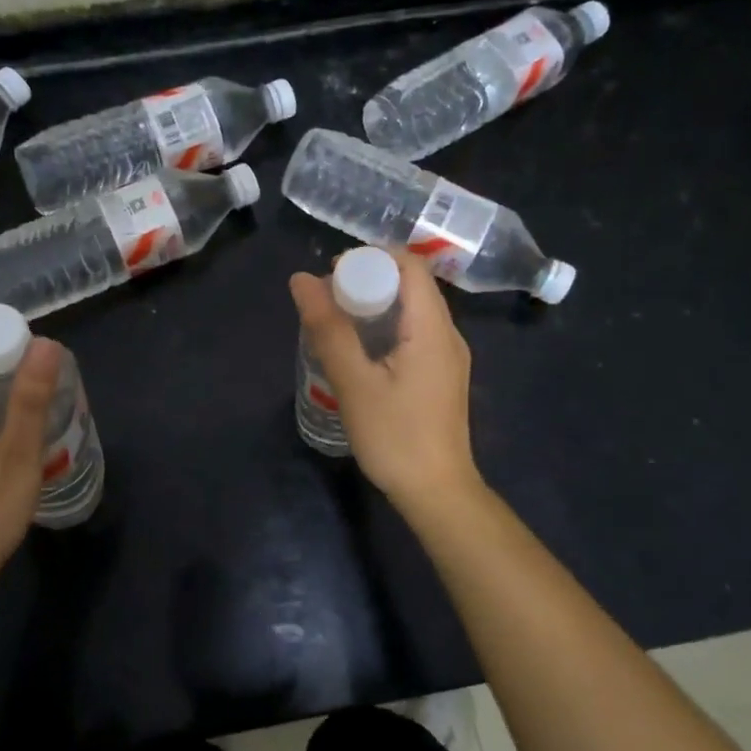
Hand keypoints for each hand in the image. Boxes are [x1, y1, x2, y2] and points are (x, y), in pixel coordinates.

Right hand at [289, 252, 479, 509]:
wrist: (437, 493)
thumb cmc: (395, 437)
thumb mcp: (354, 382)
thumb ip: (328, 328)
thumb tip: (302, 280)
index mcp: (432, 328)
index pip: (411, 265)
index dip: (372, 257)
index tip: (333, 273)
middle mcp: (448, 334)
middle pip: (413, 285)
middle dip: (369, 279)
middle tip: (327, 298)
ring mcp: (449, 356)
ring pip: (413, 310)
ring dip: (376, 304)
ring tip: (337, 320)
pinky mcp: (442, 375)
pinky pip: (416, 332)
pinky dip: (387, 326)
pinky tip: (360, 350)